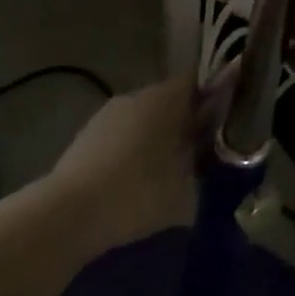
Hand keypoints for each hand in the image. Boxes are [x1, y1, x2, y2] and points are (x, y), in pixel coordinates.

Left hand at [48, 75, 199, 252]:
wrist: (66, 215)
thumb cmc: (137, 193)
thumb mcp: (186, 190)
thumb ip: (205, 169)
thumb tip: (213, 160)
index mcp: (166, 98)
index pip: (199, 80)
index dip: (216, 94)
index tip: (228, 115)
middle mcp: (138, 95)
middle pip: (172, 100)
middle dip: (187, 122)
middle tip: (202, 152)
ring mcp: (108, 113)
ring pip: (145, 119)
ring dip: (158, 138)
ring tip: (169, 172)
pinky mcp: (86, 136)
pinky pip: (122, 136)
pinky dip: (133, 151)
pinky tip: (135, 183)